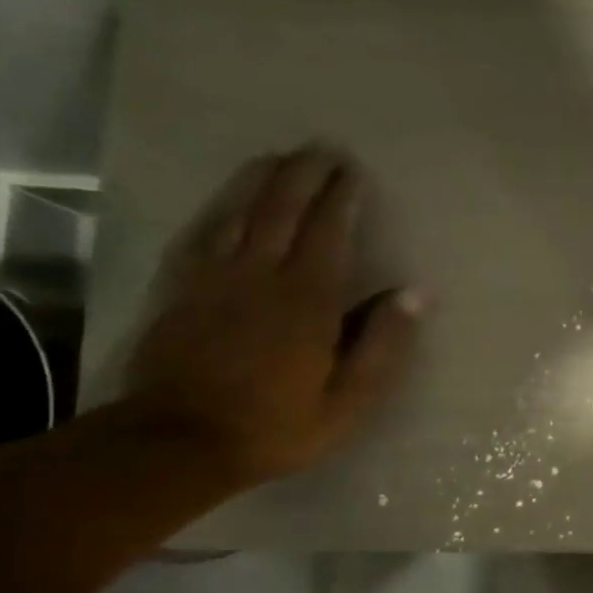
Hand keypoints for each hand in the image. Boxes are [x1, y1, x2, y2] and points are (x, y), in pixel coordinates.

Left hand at [124, 145, 418, 485]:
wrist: (178, 442)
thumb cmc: (277, 426)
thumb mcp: (348, 401)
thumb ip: (382, 344)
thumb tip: (414, 293)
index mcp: (307, 301)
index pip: (328, 232)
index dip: (341, 197)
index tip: (352, 171)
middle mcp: (260, 274)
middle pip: (282, 208)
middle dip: (304, 174)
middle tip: (321, 150)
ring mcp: (214, 277)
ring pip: (239, 211)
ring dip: (262, 179)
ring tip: (279, 157)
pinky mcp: (180, 287)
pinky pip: (203, 232)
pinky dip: (220, 207)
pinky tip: (229, 199)